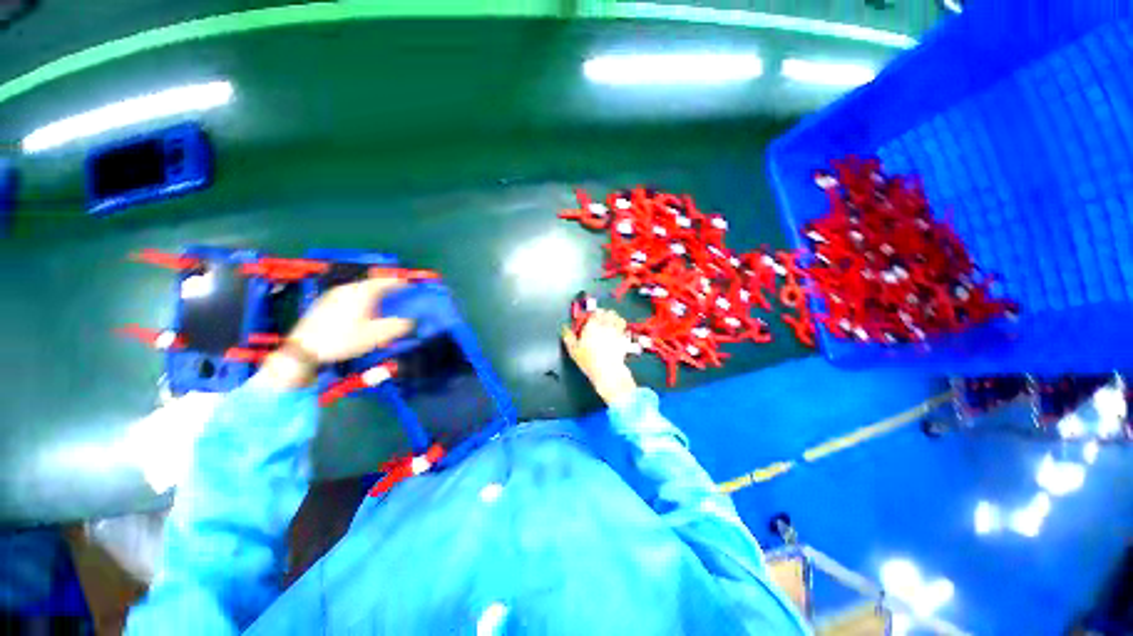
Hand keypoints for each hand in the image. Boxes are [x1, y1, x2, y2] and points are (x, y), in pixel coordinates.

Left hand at [259, 276, 414, 388]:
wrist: (304, 349)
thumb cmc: (342, 339)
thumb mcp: (375, 335)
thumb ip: (396, 326)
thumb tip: (409, 322)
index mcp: (361, 292)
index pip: (384, 282)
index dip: (398, 283)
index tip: (408, 285)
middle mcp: (346, 289)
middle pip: (370, 285)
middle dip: (385, 290)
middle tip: (396, 296)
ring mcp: (332, 296)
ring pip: (358, 291)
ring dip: (371, 296)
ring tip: (379, 307)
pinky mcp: (323, 305)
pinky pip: (347, 297)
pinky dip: (359, 301)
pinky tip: (359, 314)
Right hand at [561, 309, 637, 405]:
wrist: (607, 370)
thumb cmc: (589, 360)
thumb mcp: (573, 350)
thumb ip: (568, 337)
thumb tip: (565, 329)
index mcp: (592, 325)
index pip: (595, 312)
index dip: (594, 313)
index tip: (592, 317)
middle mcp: (606, 325)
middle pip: (608, 313)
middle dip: (605, 314)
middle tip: (602, 318)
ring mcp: (616, 331)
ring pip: (618, 318)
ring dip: (615, 319)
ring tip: (612, 322)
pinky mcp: (624, 339)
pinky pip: (625, 329)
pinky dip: (622, 328)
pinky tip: (619, 332)